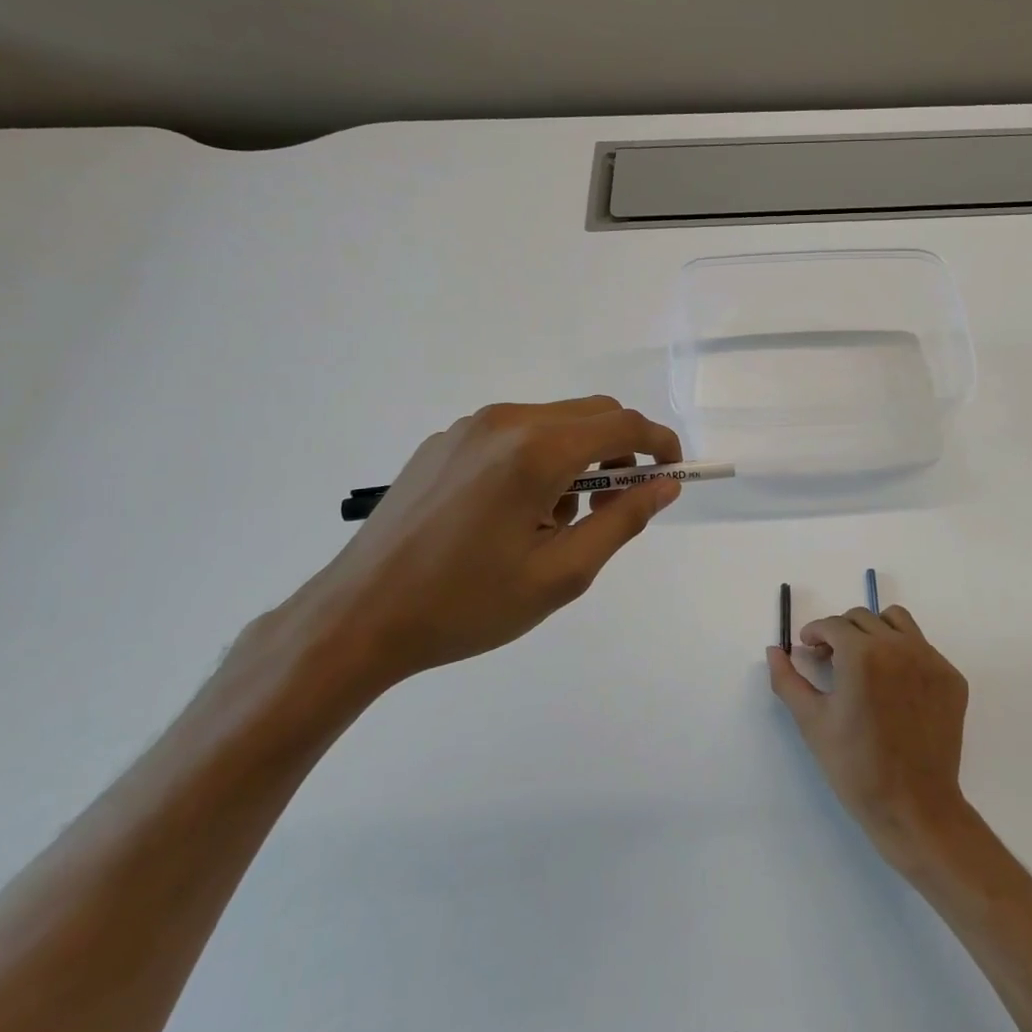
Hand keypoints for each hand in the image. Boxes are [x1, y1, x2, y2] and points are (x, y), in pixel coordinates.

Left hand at [283, 397, 682, 693]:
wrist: (358, 617)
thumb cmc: (467, 604)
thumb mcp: (561, 574)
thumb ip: (622, 522)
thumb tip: (664, 486)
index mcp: (536, 450)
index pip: (623, 425)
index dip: (659, 444)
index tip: (673, 474)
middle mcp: (505, 422)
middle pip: (592, 414)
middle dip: (621, 452)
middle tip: (618, 505)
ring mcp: (469, 428)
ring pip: (554, 423)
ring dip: (578, 458)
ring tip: (556, 521)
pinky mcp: (444, 442)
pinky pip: (514, 434)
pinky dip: (539, 459)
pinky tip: (513, 513)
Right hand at [767, 605, 973, 871]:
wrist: (914, 807)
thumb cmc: (855, 767)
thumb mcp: (812, 722)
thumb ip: (787, 680)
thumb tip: (774, 650)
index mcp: (862, 654)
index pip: (833, 625)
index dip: (816, 633)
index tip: (809, 649)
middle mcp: (899, 646)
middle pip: (863, 618)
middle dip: (842, 632)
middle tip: (831, 659)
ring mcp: (930, 660)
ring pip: (898, 622)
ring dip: (875, 631)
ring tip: (865, 660)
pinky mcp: (951, 677)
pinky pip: (923, 648)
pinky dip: (903, 654)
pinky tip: (894, 686)